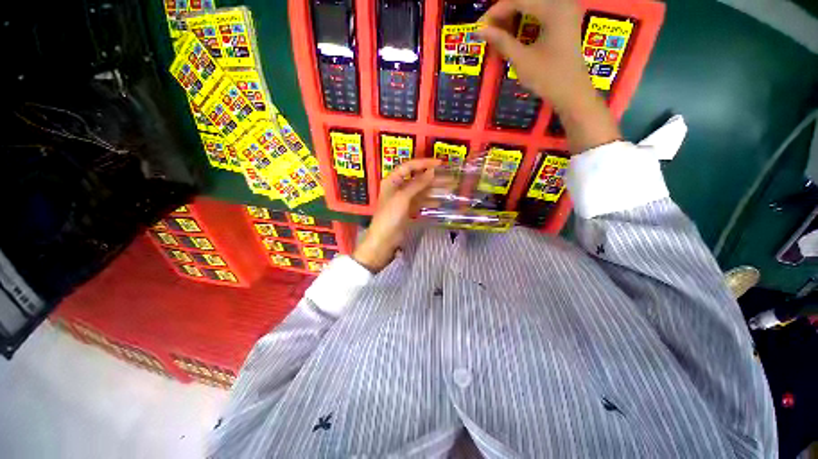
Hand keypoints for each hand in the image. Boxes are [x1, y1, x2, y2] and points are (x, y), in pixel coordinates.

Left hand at [352, 159, 440, 272]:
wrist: (384, 239)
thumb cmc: (390, 216)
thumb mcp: (403, 197)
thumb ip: (417, 184)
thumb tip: (432, 171)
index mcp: (392, 180)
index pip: (409, 166)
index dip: (424, 163)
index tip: (440, 163)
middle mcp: (398, 187)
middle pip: (417, 178)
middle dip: (433, 178)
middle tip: (449, 177)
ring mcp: (404, 199)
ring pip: (421, 190)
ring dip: (434, 189)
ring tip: (450, 189)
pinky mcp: (409, 209)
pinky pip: (421, 201)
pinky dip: (430, 201)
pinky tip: (441, 201)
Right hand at [477, 0, 621, 152]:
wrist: (572, 92)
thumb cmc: (548, 78)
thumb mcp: (522, 59)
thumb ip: (501, 41)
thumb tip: (479, 30)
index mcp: (554, 8)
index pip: (519, 0)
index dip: (497, 11)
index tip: (481, 26)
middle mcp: (562, 2)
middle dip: (505, 11)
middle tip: (489, 30)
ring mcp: (566, 9)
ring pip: (533, 3)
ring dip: (514, 14)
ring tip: (499, 31)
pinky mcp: (566, 18)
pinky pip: (541, 10)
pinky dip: (526, 17)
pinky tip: (515, 30)